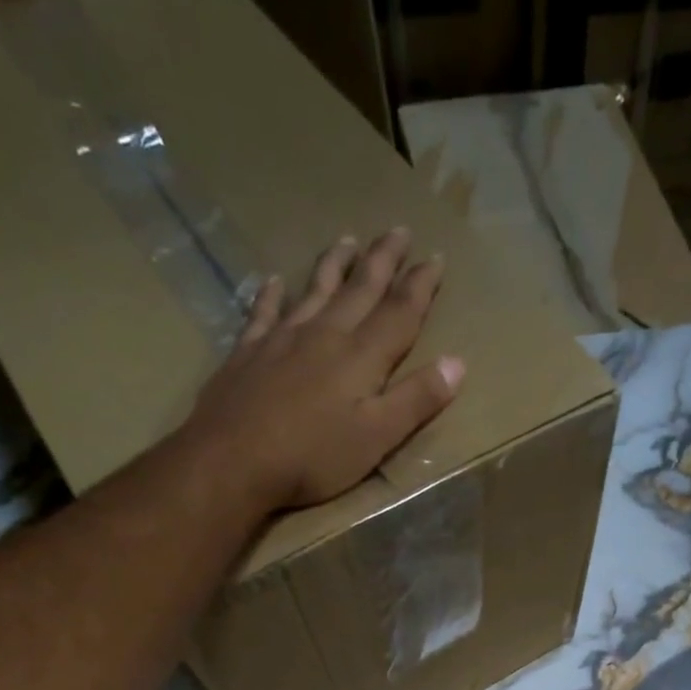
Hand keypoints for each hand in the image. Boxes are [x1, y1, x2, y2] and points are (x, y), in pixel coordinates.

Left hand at [178, 227, 464, 511]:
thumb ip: (416, 400)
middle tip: (398, 230)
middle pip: (360, 290)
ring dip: (334, 265)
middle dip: (382, 260)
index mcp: (361, 357)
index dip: (420, 286)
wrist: (233, 459)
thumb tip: (457, 363)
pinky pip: (264, 312)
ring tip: (347, 240)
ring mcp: (282, 339)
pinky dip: (272, 294)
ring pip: (315, 291)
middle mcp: (324, 335)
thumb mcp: (377, 437)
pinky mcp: (248, 353)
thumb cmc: (313, 457)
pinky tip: (274, 280)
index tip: (436, 257)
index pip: (399, 312)